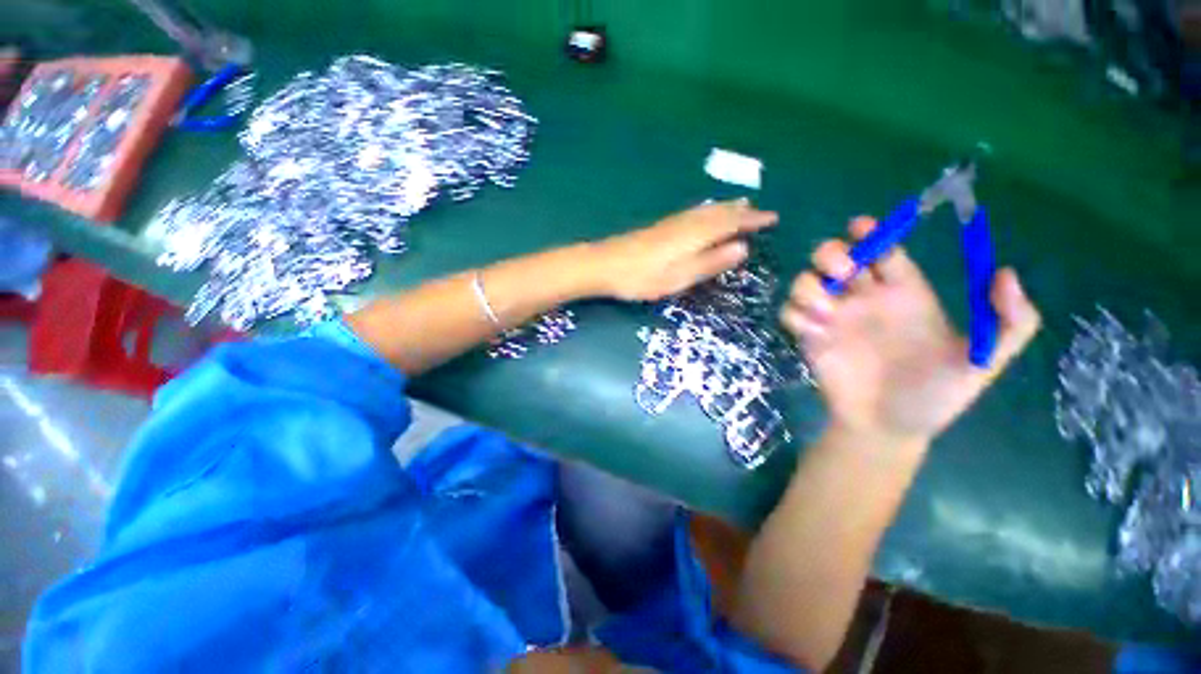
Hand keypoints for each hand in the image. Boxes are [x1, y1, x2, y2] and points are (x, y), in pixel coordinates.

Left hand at [590, 199, 777, 300]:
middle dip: (741, 211)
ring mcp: (671, 223)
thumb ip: (710, 263)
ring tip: (740, 204)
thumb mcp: (679, 277)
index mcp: (695, 235)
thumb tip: (743, 247)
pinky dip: (706, 211)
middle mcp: (686, 223)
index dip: (752, 220)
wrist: (604, 265)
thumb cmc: (642, 278)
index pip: (731, 222)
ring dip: (725, 207)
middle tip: (760, 210)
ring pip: (705, 211)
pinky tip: (703, 213)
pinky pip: (692, 213)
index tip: (773, 218)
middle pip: (719, 213)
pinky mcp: (659, 227)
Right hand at [780, 216, 1040, 444]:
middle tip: (842, 274)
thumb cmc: (934, 396)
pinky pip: (789, 312)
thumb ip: (1012, 322)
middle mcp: (863, 300)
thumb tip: (1006, 272)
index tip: (862, 226)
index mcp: (903, 294)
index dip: (872, 233)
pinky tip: (814, 330)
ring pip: (805, 282)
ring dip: (808, 287)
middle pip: (835, 257)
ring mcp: (832, 319)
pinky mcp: (808, 337)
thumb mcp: (983, 362)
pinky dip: (795, 314)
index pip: (883, 250)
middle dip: (831, 254)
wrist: (889, 428)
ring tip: (827, 313)